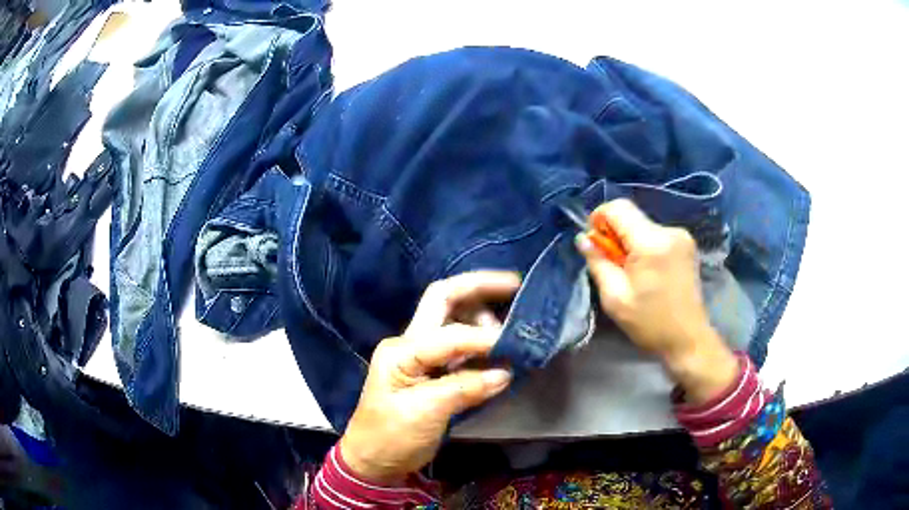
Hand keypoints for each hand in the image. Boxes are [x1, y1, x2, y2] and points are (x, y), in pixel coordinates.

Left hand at [339, 271, 520, 483]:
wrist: (374, 460)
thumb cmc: (390, 436)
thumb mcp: (424, 413)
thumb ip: (464, 389)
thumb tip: (505, 373)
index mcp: (402, 350)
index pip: (450, 333)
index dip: (484, 338)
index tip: (515, 346)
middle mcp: (411, 343)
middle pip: (444, 300)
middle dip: (479, 288)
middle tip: (515, 284)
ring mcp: (423, 356)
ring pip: (455, 319)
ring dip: (484, 314)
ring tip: (512, 323)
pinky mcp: (435, 371)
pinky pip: (462, 347)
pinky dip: (484, 342)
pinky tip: (503, 346)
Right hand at [576, 199, 737, 403]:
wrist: (688, 338)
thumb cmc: (650, 322)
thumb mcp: (615, 298)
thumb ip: (598, 263)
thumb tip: (583, 238)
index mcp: (651, 243)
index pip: (618, 208)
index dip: (600, 218)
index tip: (595, 242)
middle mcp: (669, 231)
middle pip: (631, 216)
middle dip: (615, 234)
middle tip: (612, 264)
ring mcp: (682, 236)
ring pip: (643, 225)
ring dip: (630, 241)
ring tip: (632, 272)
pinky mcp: (687, 244)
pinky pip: (657, 234)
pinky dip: (645, 246)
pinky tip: (648, 271)